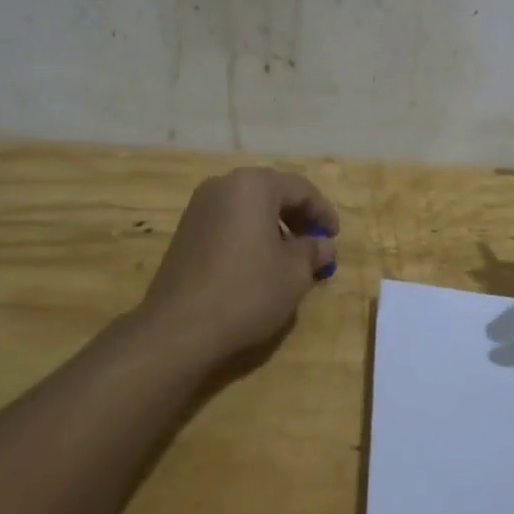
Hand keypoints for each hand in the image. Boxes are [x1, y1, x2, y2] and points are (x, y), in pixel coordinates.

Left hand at [136, 167, 338, 366]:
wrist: (179, 328)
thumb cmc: (247, 291)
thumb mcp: (294, 273)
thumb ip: (314, 251)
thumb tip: (324, 245)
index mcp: (253, 185)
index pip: (300, 188)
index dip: (323, 212)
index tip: (335, 236)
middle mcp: (223, 186)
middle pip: (271, 193)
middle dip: (297, 217)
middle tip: (315, 244)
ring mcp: (199, 207)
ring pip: (248, 208)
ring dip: (273, 227)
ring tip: (289, 259)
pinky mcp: (185, 231)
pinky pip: (228, 223)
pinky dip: (249, 236)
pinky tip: (258, 265)